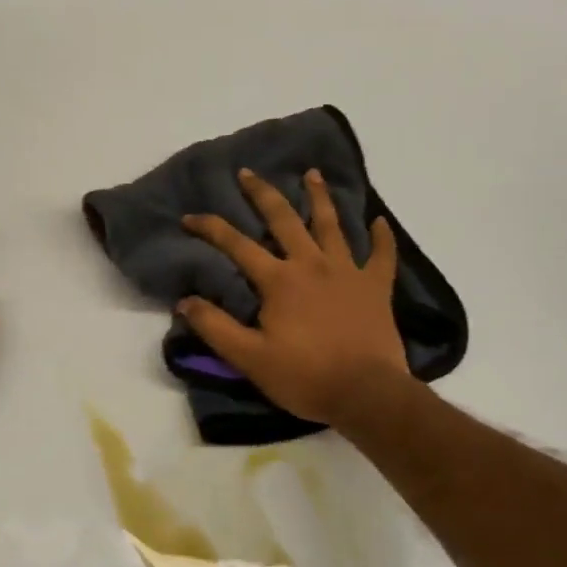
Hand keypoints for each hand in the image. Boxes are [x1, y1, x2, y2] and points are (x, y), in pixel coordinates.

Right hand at [178, 169, 409, 426]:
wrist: (367, 393)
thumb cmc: (305, 376)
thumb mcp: (249, 358)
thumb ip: (215, 327)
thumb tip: (184, 301)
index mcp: (279, 280)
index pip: (236, 245)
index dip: (210, 228)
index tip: (190, 217)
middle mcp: (312, 264)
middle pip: (284, 220)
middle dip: (262, 194)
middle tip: (248, 172)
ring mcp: (348, 272)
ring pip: (332, 225)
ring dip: (320, 197)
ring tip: (312, 173)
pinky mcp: (376, 288)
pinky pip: (382, 255)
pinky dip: (382, 237)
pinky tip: (379, 221)